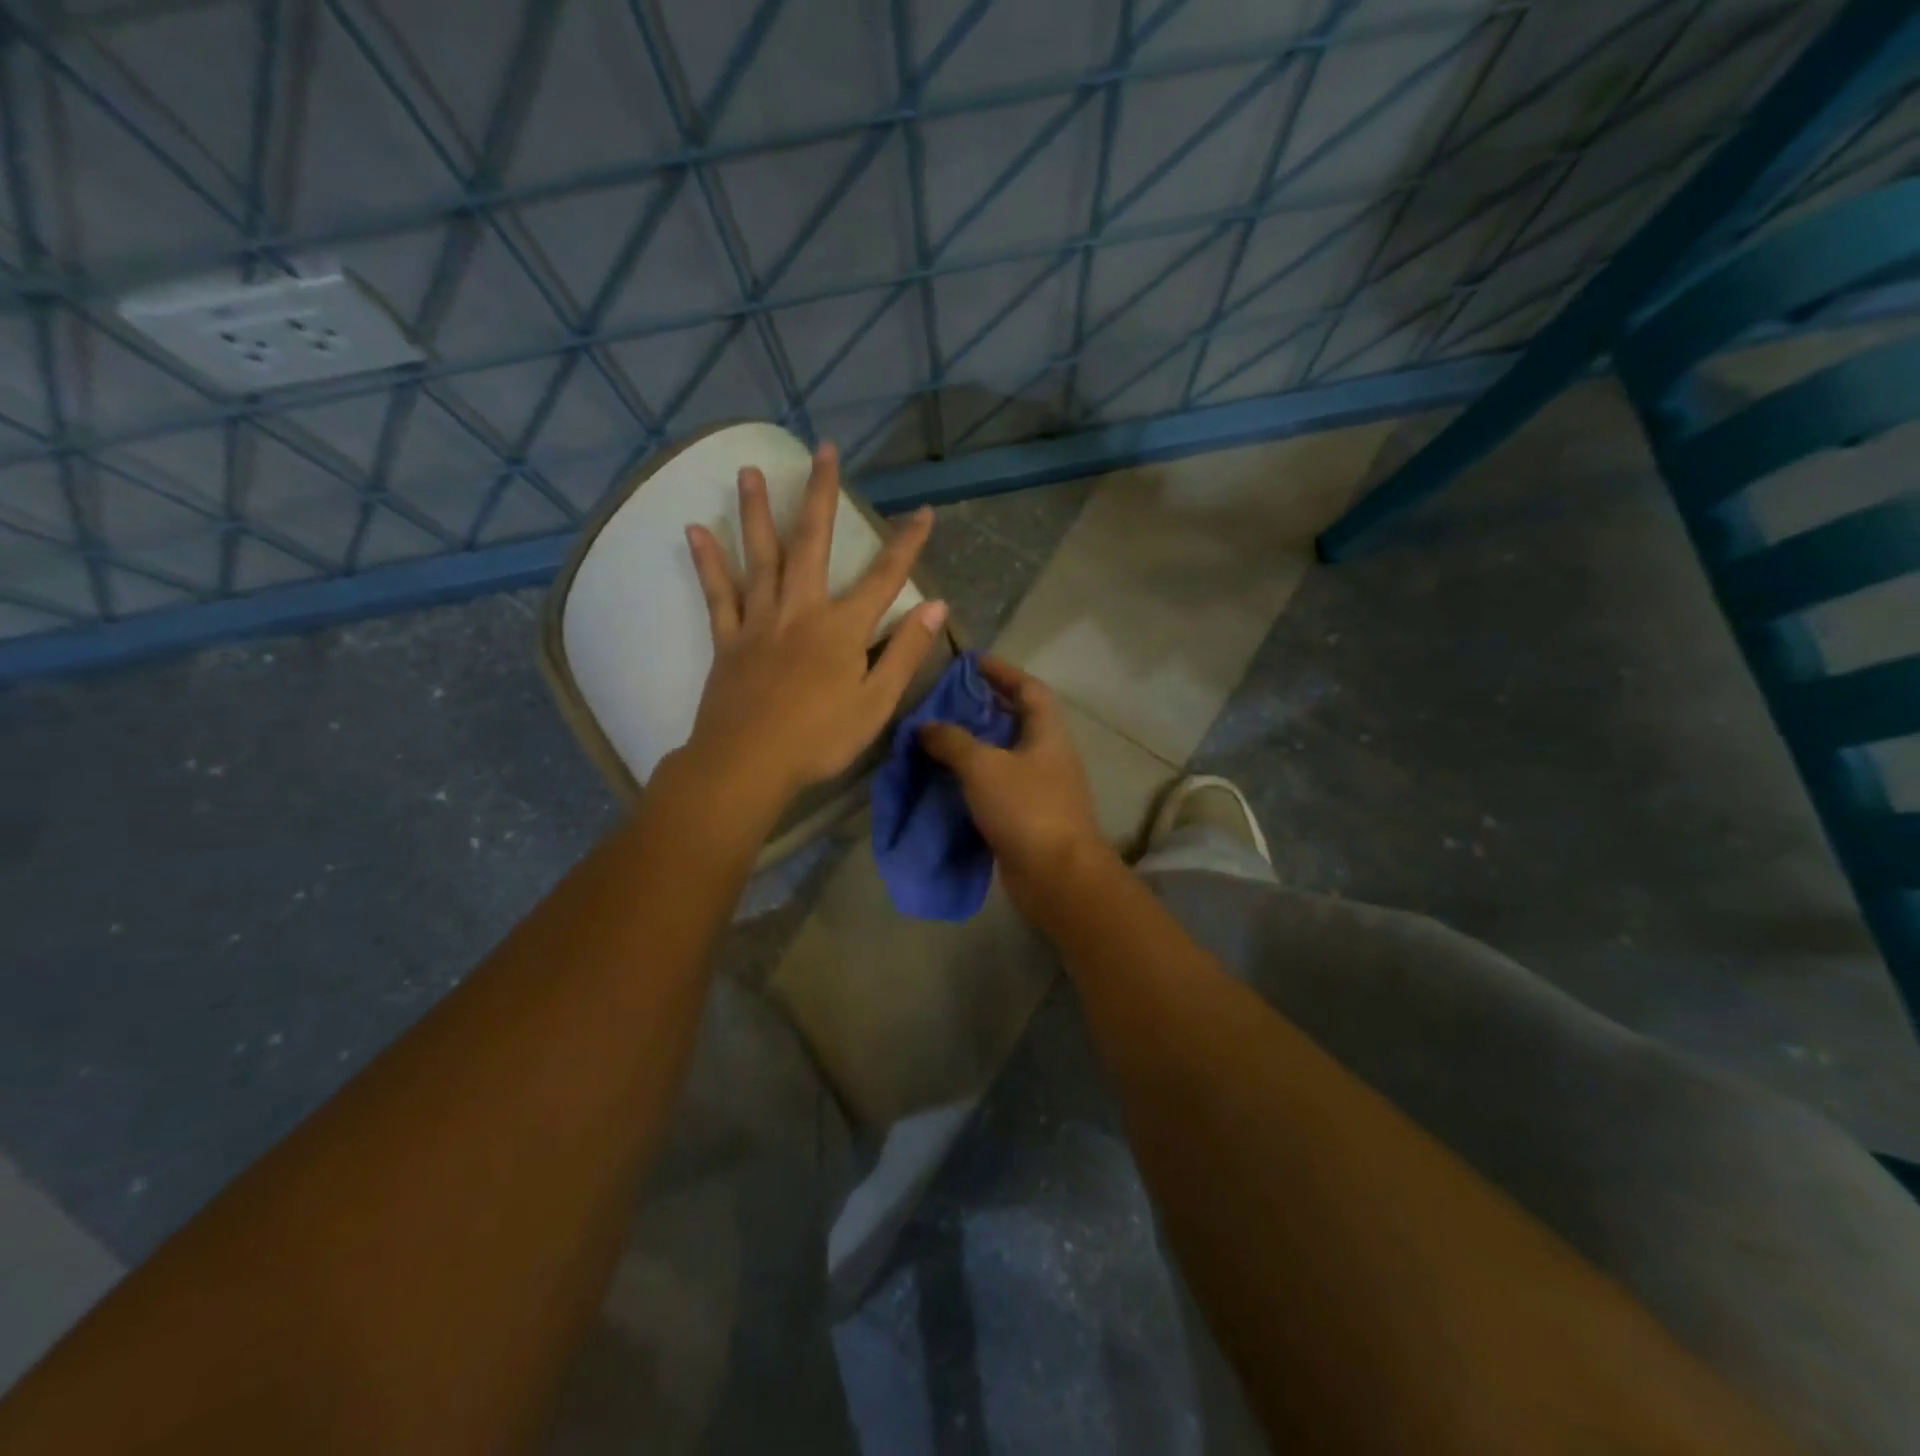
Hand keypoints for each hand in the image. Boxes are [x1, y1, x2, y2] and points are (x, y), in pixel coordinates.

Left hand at [677, 442, 947, 819]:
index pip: (884, 578)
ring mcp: (759, 621)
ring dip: (756, 511)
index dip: (906, 544)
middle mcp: (801, 611)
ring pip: (759, 556)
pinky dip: (708, 563)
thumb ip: (905, 652)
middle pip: (812, 542)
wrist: (748, 764)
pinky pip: (718, 594)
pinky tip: (696, 530)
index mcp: (843, 629)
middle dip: (820, 494)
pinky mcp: (728, 640)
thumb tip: (936, 606)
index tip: (922, 511)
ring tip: (748, 470)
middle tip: (821, 449)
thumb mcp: (876, 703)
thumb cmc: (820, 739)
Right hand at [918, 657, 1116, 912]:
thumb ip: (952, 741)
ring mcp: (1040, 789)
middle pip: (1016, 721)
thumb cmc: (1026, 808)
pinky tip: (945, 781)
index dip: (1002, 672)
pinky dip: (973, 781)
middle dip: (983, 709)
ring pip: (1004, 757)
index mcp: (1047, 733)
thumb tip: (925, 726)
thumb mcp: (984, 766)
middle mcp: (1048, 756)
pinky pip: (997, 788)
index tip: (972, 663)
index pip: (1028, 688)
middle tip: (945, 703)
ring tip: (937, 739)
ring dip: (975, 746)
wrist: (1057, 876)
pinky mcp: (1027, 818)